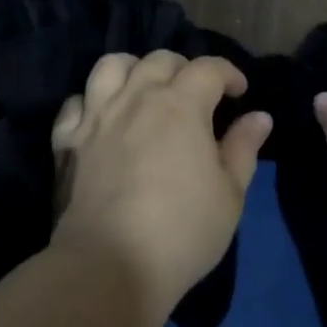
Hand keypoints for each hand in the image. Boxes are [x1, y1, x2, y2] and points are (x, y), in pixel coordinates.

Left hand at [49, 52, 272, 326]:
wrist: (108, 267)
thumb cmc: (182, 231)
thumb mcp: (230, 195)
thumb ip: (244, 148)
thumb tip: (260, 116)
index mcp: (182, 104)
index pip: (209, 68)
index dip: (228, 73)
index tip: (239, 92)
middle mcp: (138, 97)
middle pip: (160, 60)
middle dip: (184, 68)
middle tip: (195, 95)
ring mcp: (97, 115)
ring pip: (112, 66)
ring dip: (133, 69)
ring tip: (143, 90)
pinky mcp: (67, 139)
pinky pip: (75, 102)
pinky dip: (89, 102)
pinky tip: (100, 119)